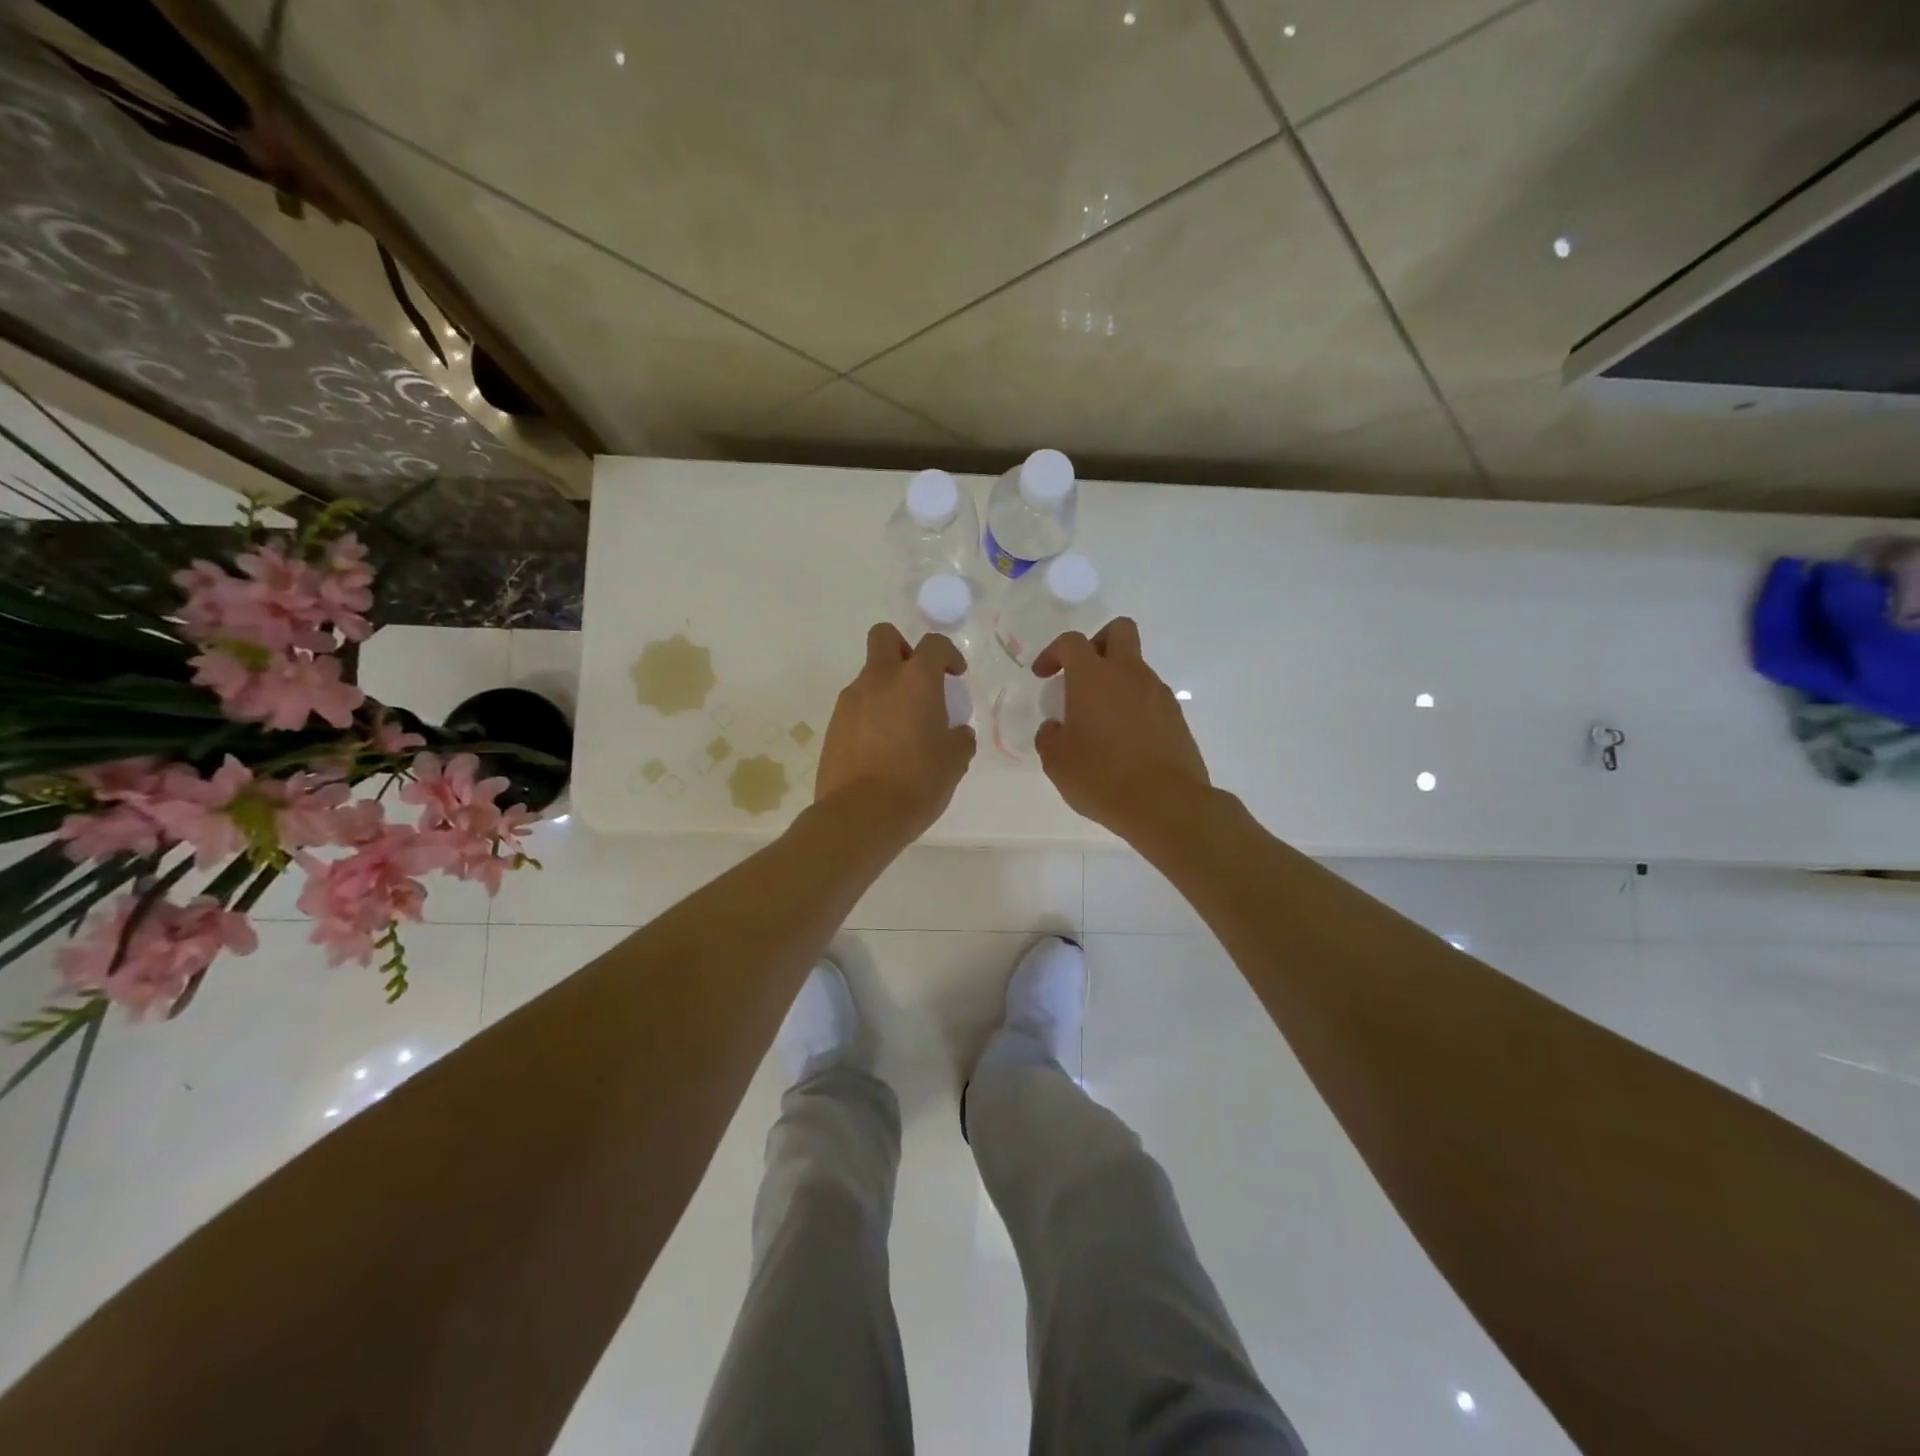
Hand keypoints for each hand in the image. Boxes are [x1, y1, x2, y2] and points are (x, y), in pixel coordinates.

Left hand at [815, 624, 975, 844]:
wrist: (859, 816)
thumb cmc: (916, 783)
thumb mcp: (954, 762)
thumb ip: (960, 738)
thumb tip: (956, 733)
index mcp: (915, 681)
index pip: (934, 645)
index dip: (948, 655)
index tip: (955, 676)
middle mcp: (879, 680)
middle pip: (885, 637)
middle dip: (903, 649)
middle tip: (918, 681)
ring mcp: (850, 701)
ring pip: (868, 675)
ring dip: (886, 688)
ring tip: (901, 727)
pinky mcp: (833, 725)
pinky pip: (856, 706)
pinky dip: (870, 714)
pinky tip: (881, 747)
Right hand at [1033, 618, 1210, 842]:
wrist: (1166, 803)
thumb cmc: (1101, 777)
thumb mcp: (1057, 762)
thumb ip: (1050, 737)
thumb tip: (1055, 728)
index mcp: (1093, 677)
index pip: (1072, 642)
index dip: (1054, 652)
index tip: (1043, 676)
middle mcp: (1129, 674)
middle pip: (1120, 630)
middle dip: (1098, 643)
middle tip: (1082, 675)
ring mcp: (1158, 694)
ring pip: (1137, 668)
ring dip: (1117, 682)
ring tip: (1101, 721)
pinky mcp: (1177, 718)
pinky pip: (1151, 698)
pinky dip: (1135, 707)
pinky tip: (1125, 741)